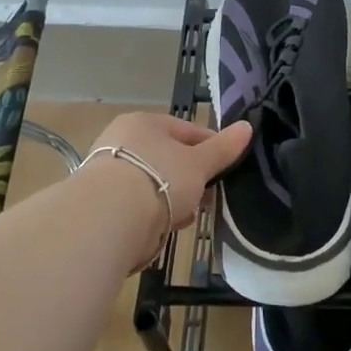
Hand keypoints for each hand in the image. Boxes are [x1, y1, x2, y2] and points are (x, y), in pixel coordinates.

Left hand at [88, 112, 252, 231]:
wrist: (108, 219)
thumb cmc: (159, 178)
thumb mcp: (199, 163)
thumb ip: (223, 148)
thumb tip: (248, 126)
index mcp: (144, 122)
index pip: (187, 130)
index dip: (211, 148)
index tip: (226, 168)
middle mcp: (122, 141)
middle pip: (169, 159)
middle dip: (191, 180)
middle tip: (207, 197)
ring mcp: (109, 172)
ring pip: (155, 183)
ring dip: (173, 200)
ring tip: (186, 217)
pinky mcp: (102, 202)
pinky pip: (139, 204)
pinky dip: (153, 214)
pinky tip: (164, 227)